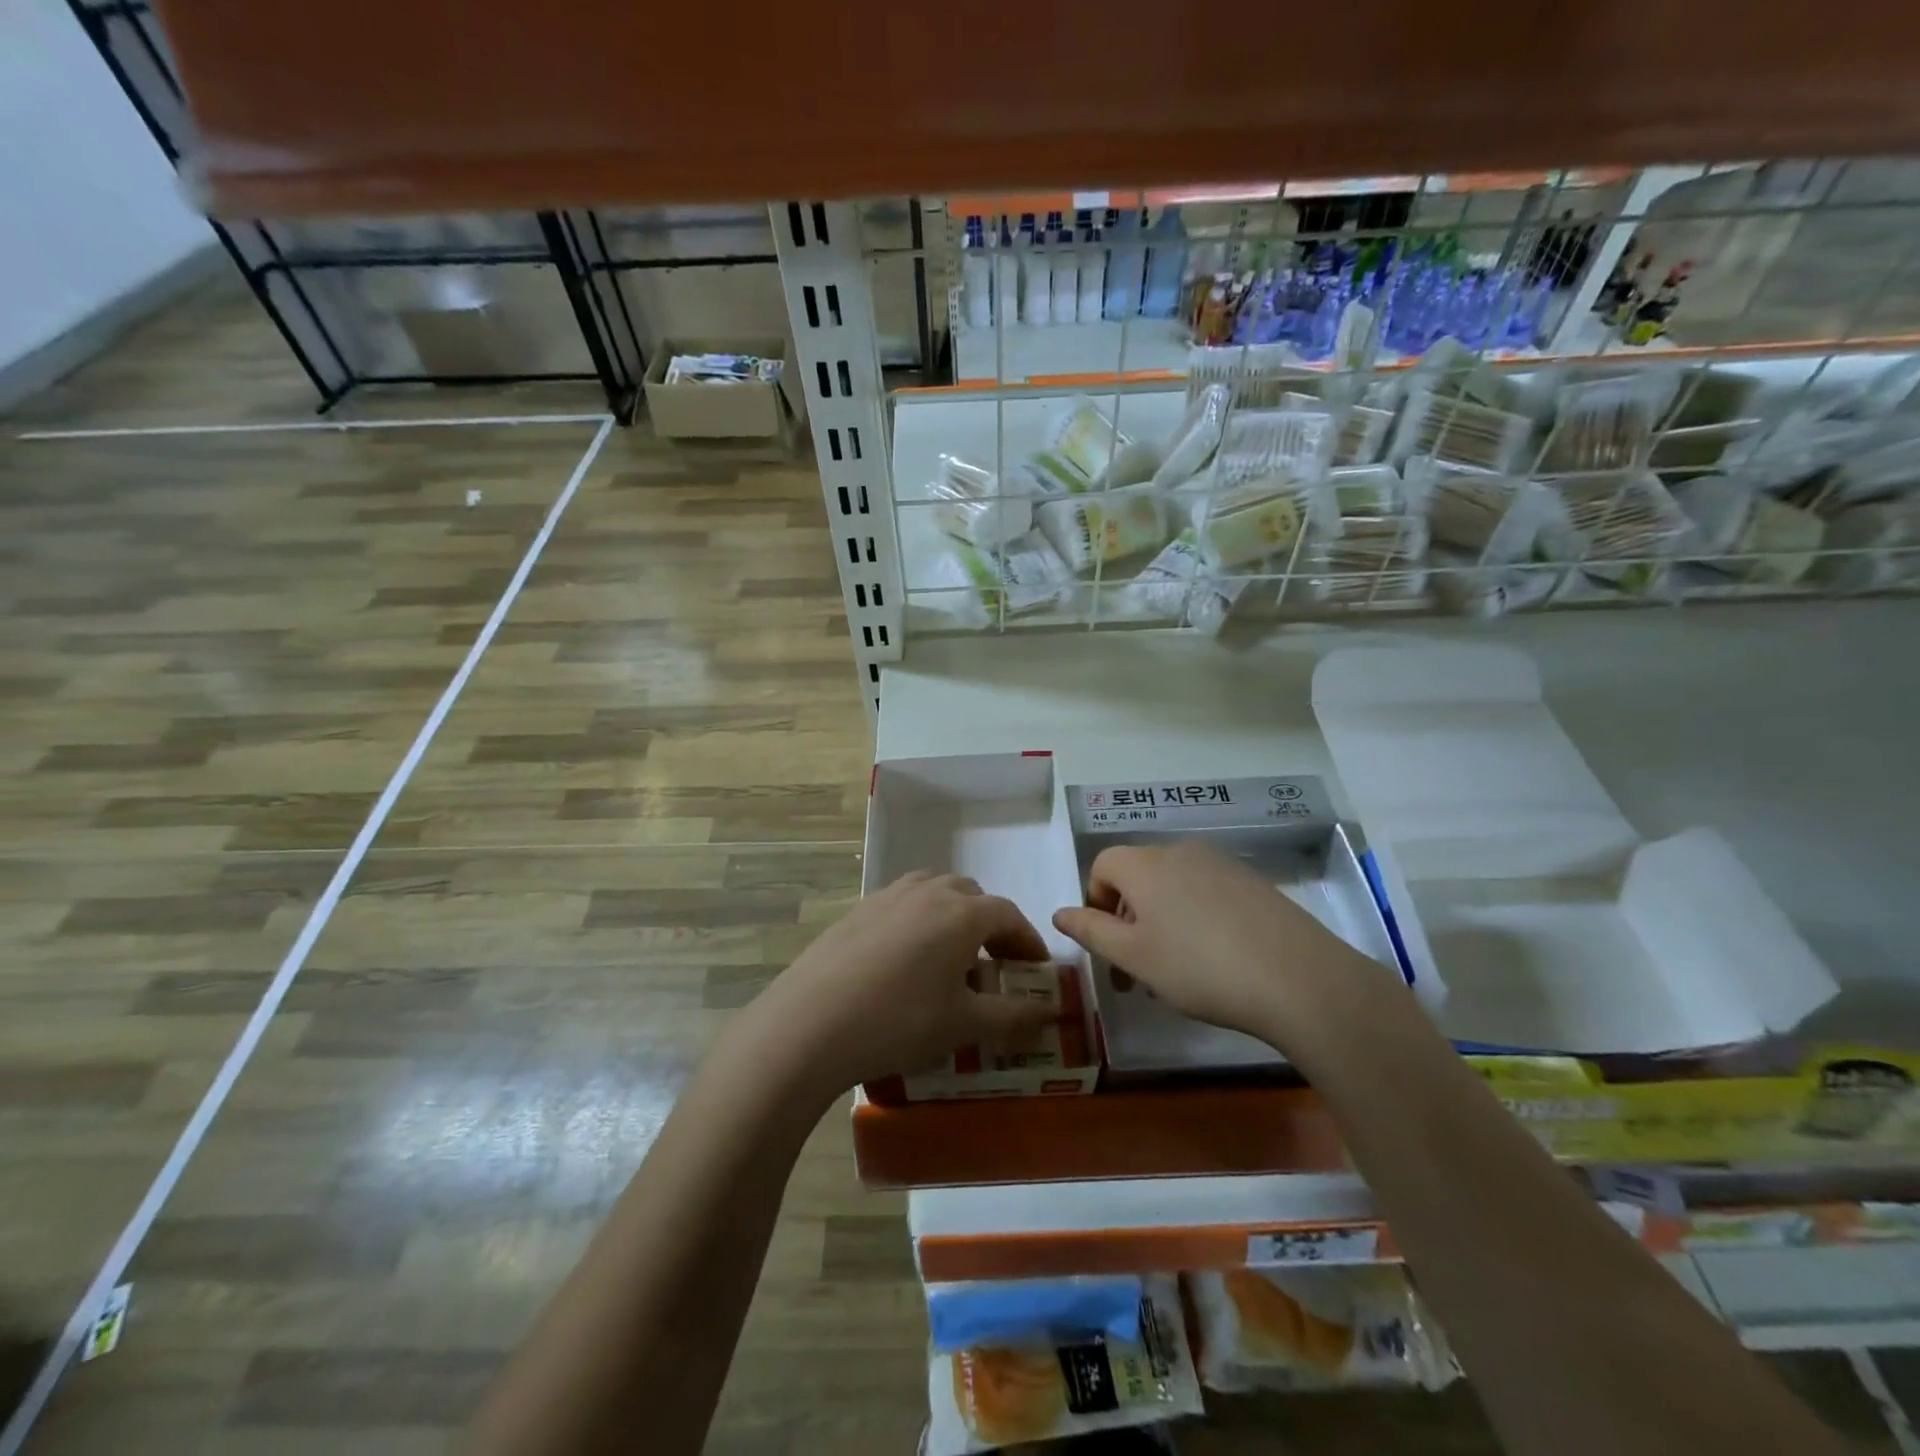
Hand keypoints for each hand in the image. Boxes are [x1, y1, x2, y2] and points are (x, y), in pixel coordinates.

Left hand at [750, 872, 1057, 1096]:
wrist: (811, 1023)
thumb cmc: (900, 1021)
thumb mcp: (964, 1025)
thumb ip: (1013, 1015)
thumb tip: (1049, 1012)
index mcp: (961, 912)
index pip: (1008, 914)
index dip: (1027, 941)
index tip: (1036, 970)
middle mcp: (927, 892)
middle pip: (971, 896)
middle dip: (990, 925)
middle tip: (994, 964)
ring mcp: (887, 897)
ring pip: (932, 893)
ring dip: (951, 917)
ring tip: (950, 957)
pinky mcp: (856, 911)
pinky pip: (900, 906)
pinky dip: (917, 922)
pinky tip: (904, 962)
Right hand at [1052, 840, 1400, 1050]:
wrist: (1297, 978)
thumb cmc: (1198, 967)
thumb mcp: (1134, 957)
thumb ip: (1091, 931)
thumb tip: (1059, 913)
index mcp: (1144, 864)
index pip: (1102, 865)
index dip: (1097, 902)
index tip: (1111, 945)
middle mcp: (1179, 851)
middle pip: (1138, 873)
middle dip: (1129, 915)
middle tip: (1139, 964)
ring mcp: (1220, 863)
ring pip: (1173, 883)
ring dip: (1163, 917)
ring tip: (1178, 966)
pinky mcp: (1252, 880)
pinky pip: (1207, 890)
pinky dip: (1197, 915)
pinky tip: (1217, 956)